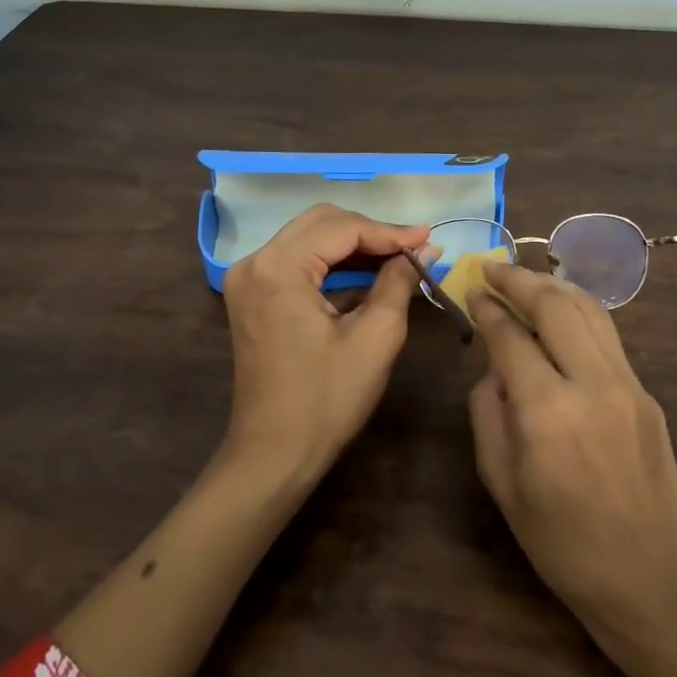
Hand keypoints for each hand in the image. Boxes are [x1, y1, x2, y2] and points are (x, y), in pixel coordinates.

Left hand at [219, 203, 435, 488]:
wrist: (274, 453)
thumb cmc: (327, 399)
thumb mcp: (375, 337)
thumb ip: (398, 282)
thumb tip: (425, 250)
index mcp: (279, 268)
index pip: (342, 228)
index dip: (390, 232)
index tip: (430, 239)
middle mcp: (254, 263)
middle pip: (320, 223)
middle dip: (370, 233)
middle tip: (414, 248)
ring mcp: (247, 280)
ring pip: (307, 240)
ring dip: (352, 247)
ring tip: (398, 259)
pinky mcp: (250, 297)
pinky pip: (295, 263)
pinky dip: (331, 266)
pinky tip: (365, 275)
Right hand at [466, 261, 676, 635]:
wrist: (649, 576)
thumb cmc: (561, 543)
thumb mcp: (502, 484)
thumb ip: (489, 414)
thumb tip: (493, 369)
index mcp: (547, 411)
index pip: (510, 336)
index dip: (487, 307)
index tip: (470, 290)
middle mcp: (592, 383)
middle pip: (555, 305)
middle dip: (519, 278)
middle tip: (491, 267)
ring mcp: (628, 384)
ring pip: (590, 310)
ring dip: (553, 286)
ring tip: (524, 277)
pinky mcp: (647, 394)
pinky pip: (608, 336)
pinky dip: (579, 312)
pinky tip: (560, 313)